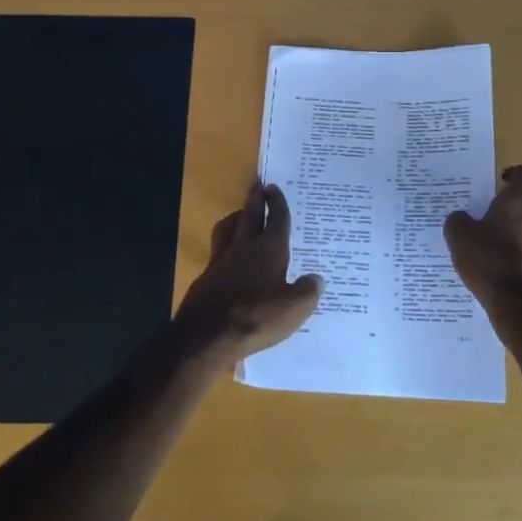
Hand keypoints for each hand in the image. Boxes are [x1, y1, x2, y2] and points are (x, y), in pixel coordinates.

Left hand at [174, 182, 322, 360]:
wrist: (208, 335)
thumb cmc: (257, 316)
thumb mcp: (295, 309)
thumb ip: (308, 291)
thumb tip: (315, 279)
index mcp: (270, 249)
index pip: (276, 219)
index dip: (277, 202)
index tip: (274, 187)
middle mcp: (244, 248)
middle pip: (250, 215)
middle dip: (255, 198)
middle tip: (257, 184)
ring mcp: (221, 262)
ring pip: (227, 229)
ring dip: (235, 218)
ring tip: (240, 215)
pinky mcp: (206, 279)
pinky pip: (217, 253)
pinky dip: (225, 248)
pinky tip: (228, 259)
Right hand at [443, 165, 521, 329]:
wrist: (518, 308)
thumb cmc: (489, 261)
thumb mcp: (458, 235)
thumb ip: (458, 220)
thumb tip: (463, 219)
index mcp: (519, 204)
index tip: (503, 180)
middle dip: (501, 215)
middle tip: (477, 226)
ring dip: (505, 241)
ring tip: (480, 256)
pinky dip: (510, 263)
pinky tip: (490, 276)